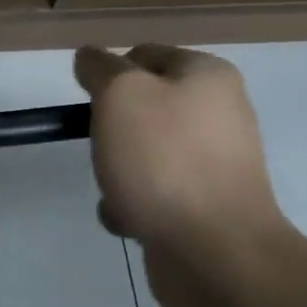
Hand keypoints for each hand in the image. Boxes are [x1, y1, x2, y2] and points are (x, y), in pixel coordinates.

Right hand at [74, 45, 298, 306]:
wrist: (214, 251)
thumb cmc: (164, 161)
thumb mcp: (121, 95)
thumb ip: (100, 68)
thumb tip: (90, 58)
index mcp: (206, 76)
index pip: (142, 55)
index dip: (108, 75)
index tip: (89, 106)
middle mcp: (217, 112)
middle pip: (140, 108)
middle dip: (110, 131)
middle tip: (104, 150)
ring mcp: (213, 162)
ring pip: (141, 153)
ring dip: (116, 172)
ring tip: (117, 192)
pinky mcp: (204, 204)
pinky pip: (152, 193)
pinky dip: (132, 206)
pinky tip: (130, 220)